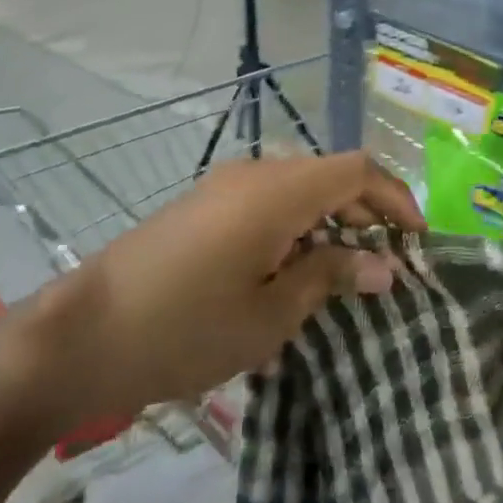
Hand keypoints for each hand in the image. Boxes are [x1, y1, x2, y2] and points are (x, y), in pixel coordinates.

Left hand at [6, 152, 420, 435]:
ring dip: (329, 220)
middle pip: (329, 174)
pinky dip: (296, 224)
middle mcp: (256, 171)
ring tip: (343, 274)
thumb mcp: (269, 314)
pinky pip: (268, 199)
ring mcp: (226, 184)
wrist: (84, 332)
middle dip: (365, 212)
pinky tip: (291, 273)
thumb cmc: (186, 328)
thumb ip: (329, 276)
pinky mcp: (205, 203)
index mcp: (279, 189)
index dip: (394, 197)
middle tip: (384, 264)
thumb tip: (383, 265)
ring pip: (299, 186)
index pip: (357, 170)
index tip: (418, 240)